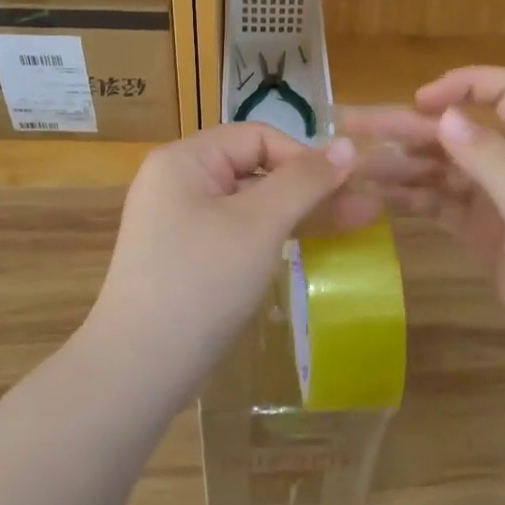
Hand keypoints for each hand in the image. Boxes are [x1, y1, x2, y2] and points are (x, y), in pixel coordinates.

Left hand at [87, 123, 369, 386]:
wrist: (140, 367)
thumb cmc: (202, 281)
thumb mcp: (259, 224)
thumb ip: (305, 181)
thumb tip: (347, 144)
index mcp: (184, 160)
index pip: (257, 137)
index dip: (304, 156)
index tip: (345, 187)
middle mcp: (177, 182)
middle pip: (254, 168)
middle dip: (309, 187)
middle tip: (364, 209)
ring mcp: (179, 222)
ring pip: (250, 203)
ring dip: (299, 212)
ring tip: (353, 226)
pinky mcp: (187, 256)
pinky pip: (237, 232)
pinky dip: (273, 236)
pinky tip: (311, 247)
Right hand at [340, 68, 504, 389]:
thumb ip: (492, 161)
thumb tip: (443, 115)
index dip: (464, 85)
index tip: (418, 102)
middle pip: (462, 133)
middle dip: (410, 128)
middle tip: (352, 130)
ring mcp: (504, 206)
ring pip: (446, 170)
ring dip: (404, 165)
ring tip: (355, 169)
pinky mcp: (488, 238)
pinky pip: (444, 206)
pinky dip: (414, 198)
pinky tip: (379, 197)